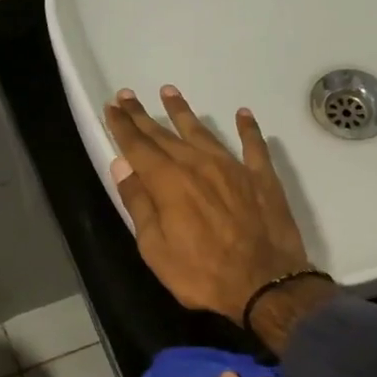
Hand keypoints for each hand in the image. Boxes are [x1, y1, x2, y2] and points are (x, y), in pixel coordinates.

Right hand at [104, 86, 312, 322]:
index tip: (111, 106)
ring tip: (169, 92)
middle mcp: (198, 165)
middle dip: (144, 116)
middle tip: (127, 96)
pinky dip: (247, 129)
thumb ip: (139, 205)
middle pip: (165, 135)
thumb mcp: (156, 249)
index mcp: (169, 182)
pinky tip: (243, 115)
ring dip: (184, 113)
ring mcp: (233, 168)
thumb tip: (122, 167)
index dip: (123, 126)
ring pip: (204, 132)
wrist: (265, 284)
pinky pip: (254, 145)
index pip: (139, 147)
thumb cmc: (202, 274)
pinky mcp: (262, 178)